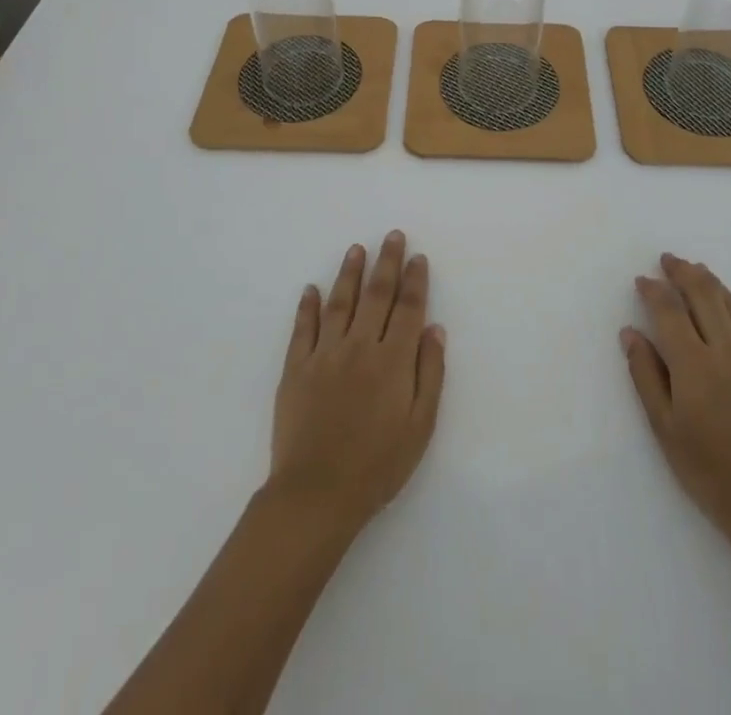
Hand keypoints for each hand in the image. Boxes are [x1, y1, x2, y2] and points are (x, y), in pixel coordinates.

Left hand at [268, 231, 445, 534]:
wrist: (317, 494)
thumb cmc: (378, 465)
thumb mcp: (420, 426)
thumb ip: (430, 374)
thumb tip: (435, 329)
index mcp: (393, 360)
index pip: (408, 308)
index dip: (415, 280)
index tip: (418, 257)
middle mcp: (360, 346)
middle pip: (376, 294)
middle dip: (386, 262)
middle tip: (392, 235)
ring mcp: (325, 354)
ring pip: (340, 302)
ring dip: (349, 273)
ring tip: (356, 249)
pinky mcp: (296, 368)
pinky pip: (303, 328)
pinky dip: (307, 306)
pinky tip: (311, 289)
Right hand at [621, 254, 730, 545]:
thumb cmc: (708, 471)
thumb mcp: (664, 428)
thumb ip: (646, 375)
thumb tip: (631, 333)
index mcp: (694, 364)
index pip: (669, 311)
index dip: (654, 291)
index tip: (642, 280)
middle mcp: (726, 351)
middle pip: (704, 295)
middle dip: (683, 273)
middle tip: (668, 260)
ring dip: (711, 283)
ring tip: (697, 270)